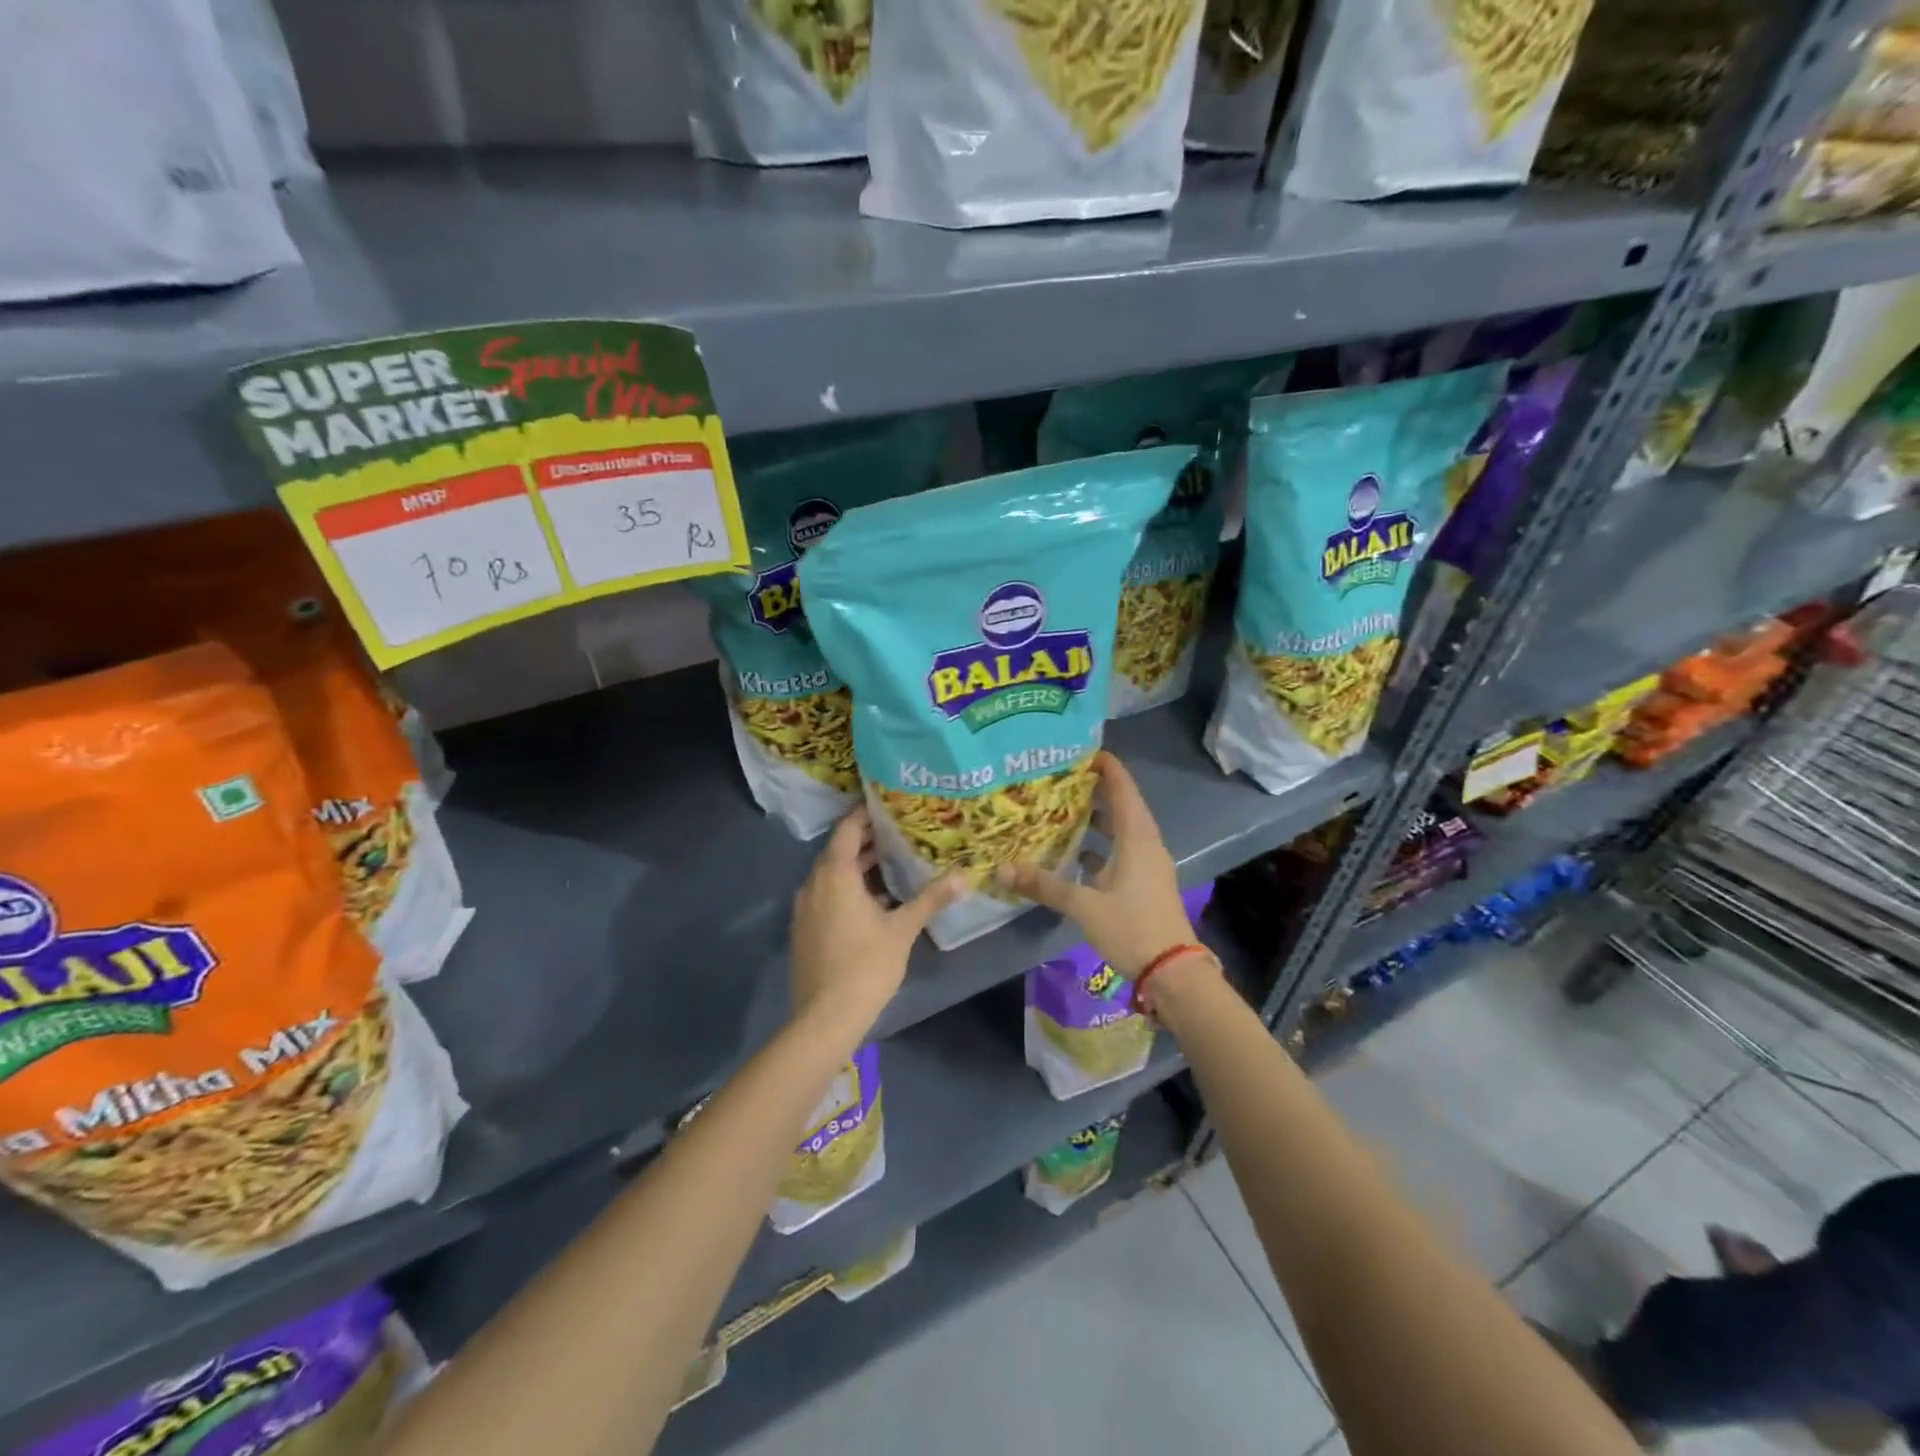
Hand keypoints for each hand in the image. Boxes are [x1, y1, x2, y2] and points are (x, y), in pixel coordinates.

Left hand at [789, 807, 963, 1041]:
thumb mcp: (903, 929)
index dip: (867, 814)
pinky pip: (825, 894)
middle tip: (900, 832)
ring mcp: (804, 908)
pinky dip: (846, 887)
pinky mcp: (804, 929)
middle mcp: (813, 884)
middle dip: (867, 840)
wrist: (825, 1017)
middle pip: (839, 850)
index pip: (848, 829)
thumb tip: (963, 876)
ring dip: (857, 865)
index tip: (890, 805)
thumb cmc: (866, 965)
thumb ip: (930, 899)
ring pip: (831, 874)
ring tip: (892, 861)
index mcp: (835, 874)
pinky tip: (873, 899)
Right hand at [995, 752, 1195, 977]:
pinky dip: (1099, 846)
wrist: (1173, 973)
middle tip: (1060, 777)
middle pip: (1121, 805)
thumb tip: (1002, 869)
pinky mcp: (1144, 884)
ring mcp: (1147, 865)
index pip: (1122, 788)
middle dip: (1094, 789)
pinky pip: (1120, 852)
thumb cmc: (1133, 928)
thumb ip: (1045, 885)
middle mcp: (1146, 844)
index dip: (1105, 766)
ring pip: (1121, 830)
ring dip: (1096, 818)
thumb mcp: (1084, 905)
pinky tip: (1075, 853)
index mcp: (1137, 838)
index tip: (1079, 750)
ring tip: (1062, 808)